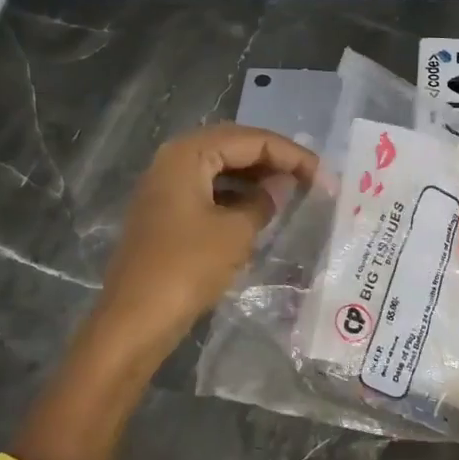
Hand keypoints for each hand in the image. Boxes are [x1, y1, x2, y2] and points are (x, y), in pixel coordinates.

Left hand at [93, 123, 318, 362]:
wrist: (135, 320)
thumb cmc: (187, 268)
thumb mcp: (235, 232)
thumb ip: (263, 201)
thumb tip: (280, 186)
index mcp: (188, 154)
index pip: (250, 140)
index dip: (290, 154)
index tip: (323, 175)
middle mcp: (173, 160)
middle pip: (233, 147)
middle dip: (274, 160)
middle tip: (311, 177)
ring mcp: (166, 187)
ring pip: (220, 169)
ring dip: (256, 177)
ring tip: (292, 191)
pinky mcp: (166, 213)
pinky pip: (209, 191)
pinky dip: (236, 196)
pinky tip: (260, 211)